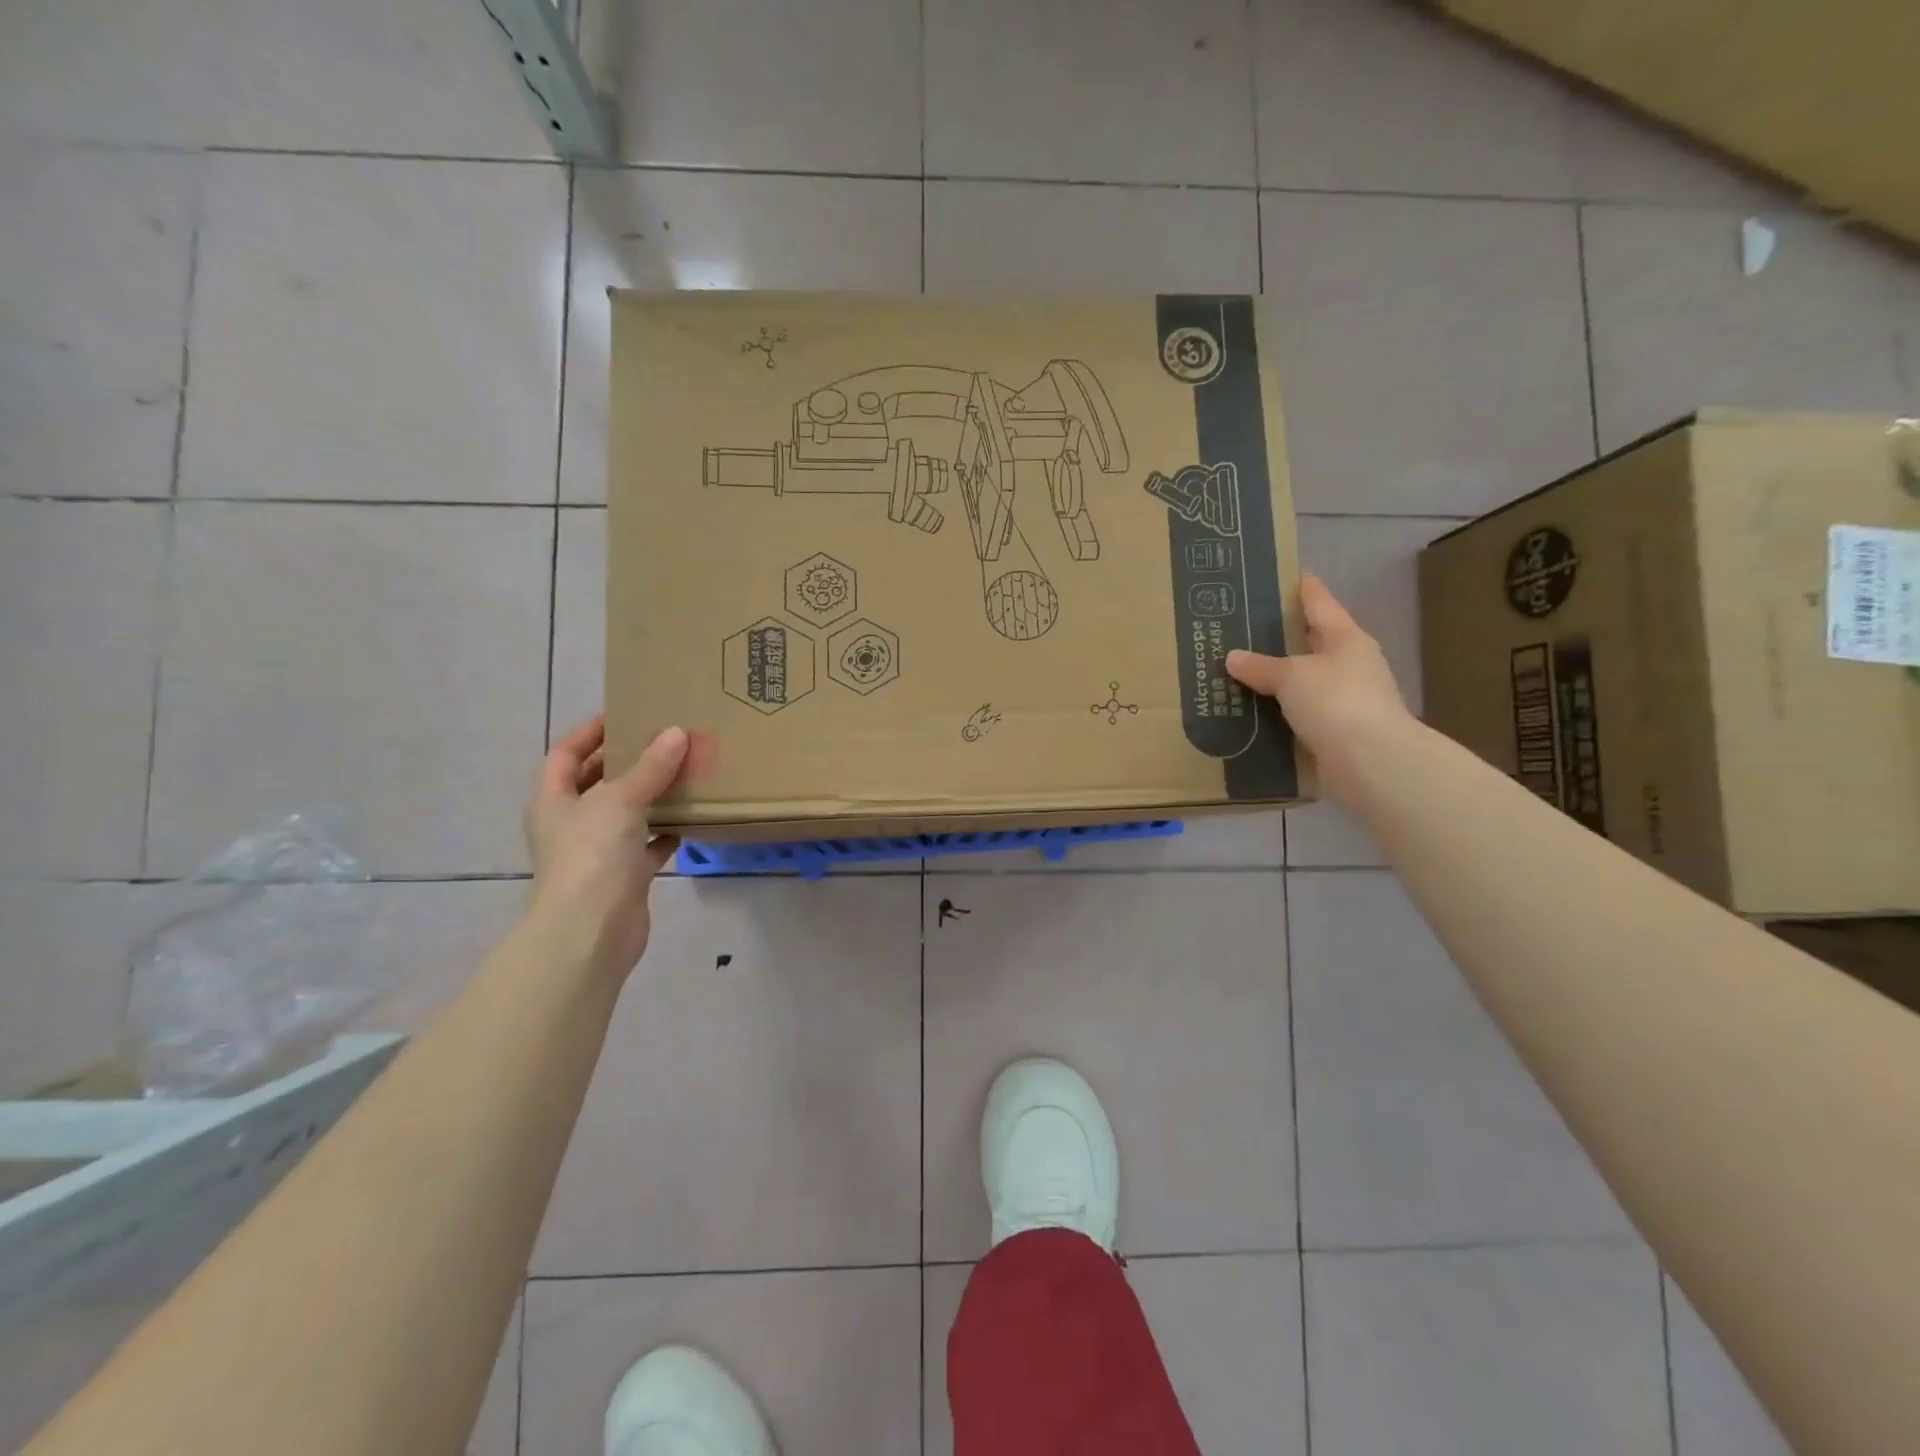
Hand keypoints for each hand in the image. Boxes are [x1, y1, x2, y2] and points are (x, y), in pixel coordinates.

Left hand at [524, 716, 690, 977]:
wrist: (592, 931)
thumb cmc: (593, 855)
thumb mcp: (621, 800)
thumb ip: (651, 767)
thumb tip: (676, 733)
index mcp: (554, 799)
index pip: (566, 752)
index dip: (591, 731)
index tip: (625, 713)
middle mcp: (572, 822)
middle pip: (597, 781)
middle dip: (627, 761)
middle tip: (663, 740)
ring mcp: (597, 850)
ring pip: (626, 812)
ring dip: (651, 795)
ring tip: (684, 772)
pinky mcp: (624, 875)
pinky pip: (647, 844)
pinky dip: (666, 831)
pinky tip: (691, 818)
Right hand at [1226, 574, 1415, 805]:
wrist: (1371, 762)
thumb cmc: (1336, 702)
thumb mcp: (1292, 676)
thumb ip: (1261, 666)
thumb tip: (1232, 657)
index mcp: (1346, 639)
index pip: (1321, 604)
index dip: (1304, 589)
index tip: (1289, 575)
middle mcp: (1350, 665)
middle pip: (1313, 643)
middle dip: (1284, 636)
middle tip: (1247, 627)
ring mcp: (1345, 700)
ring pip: (1304, 681)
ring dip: (1278, 678)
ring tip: (1240, 671)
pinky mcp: (1336, 732)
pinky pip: (1299, 714)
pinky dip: (1279, 711)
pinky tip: (1253, 711)